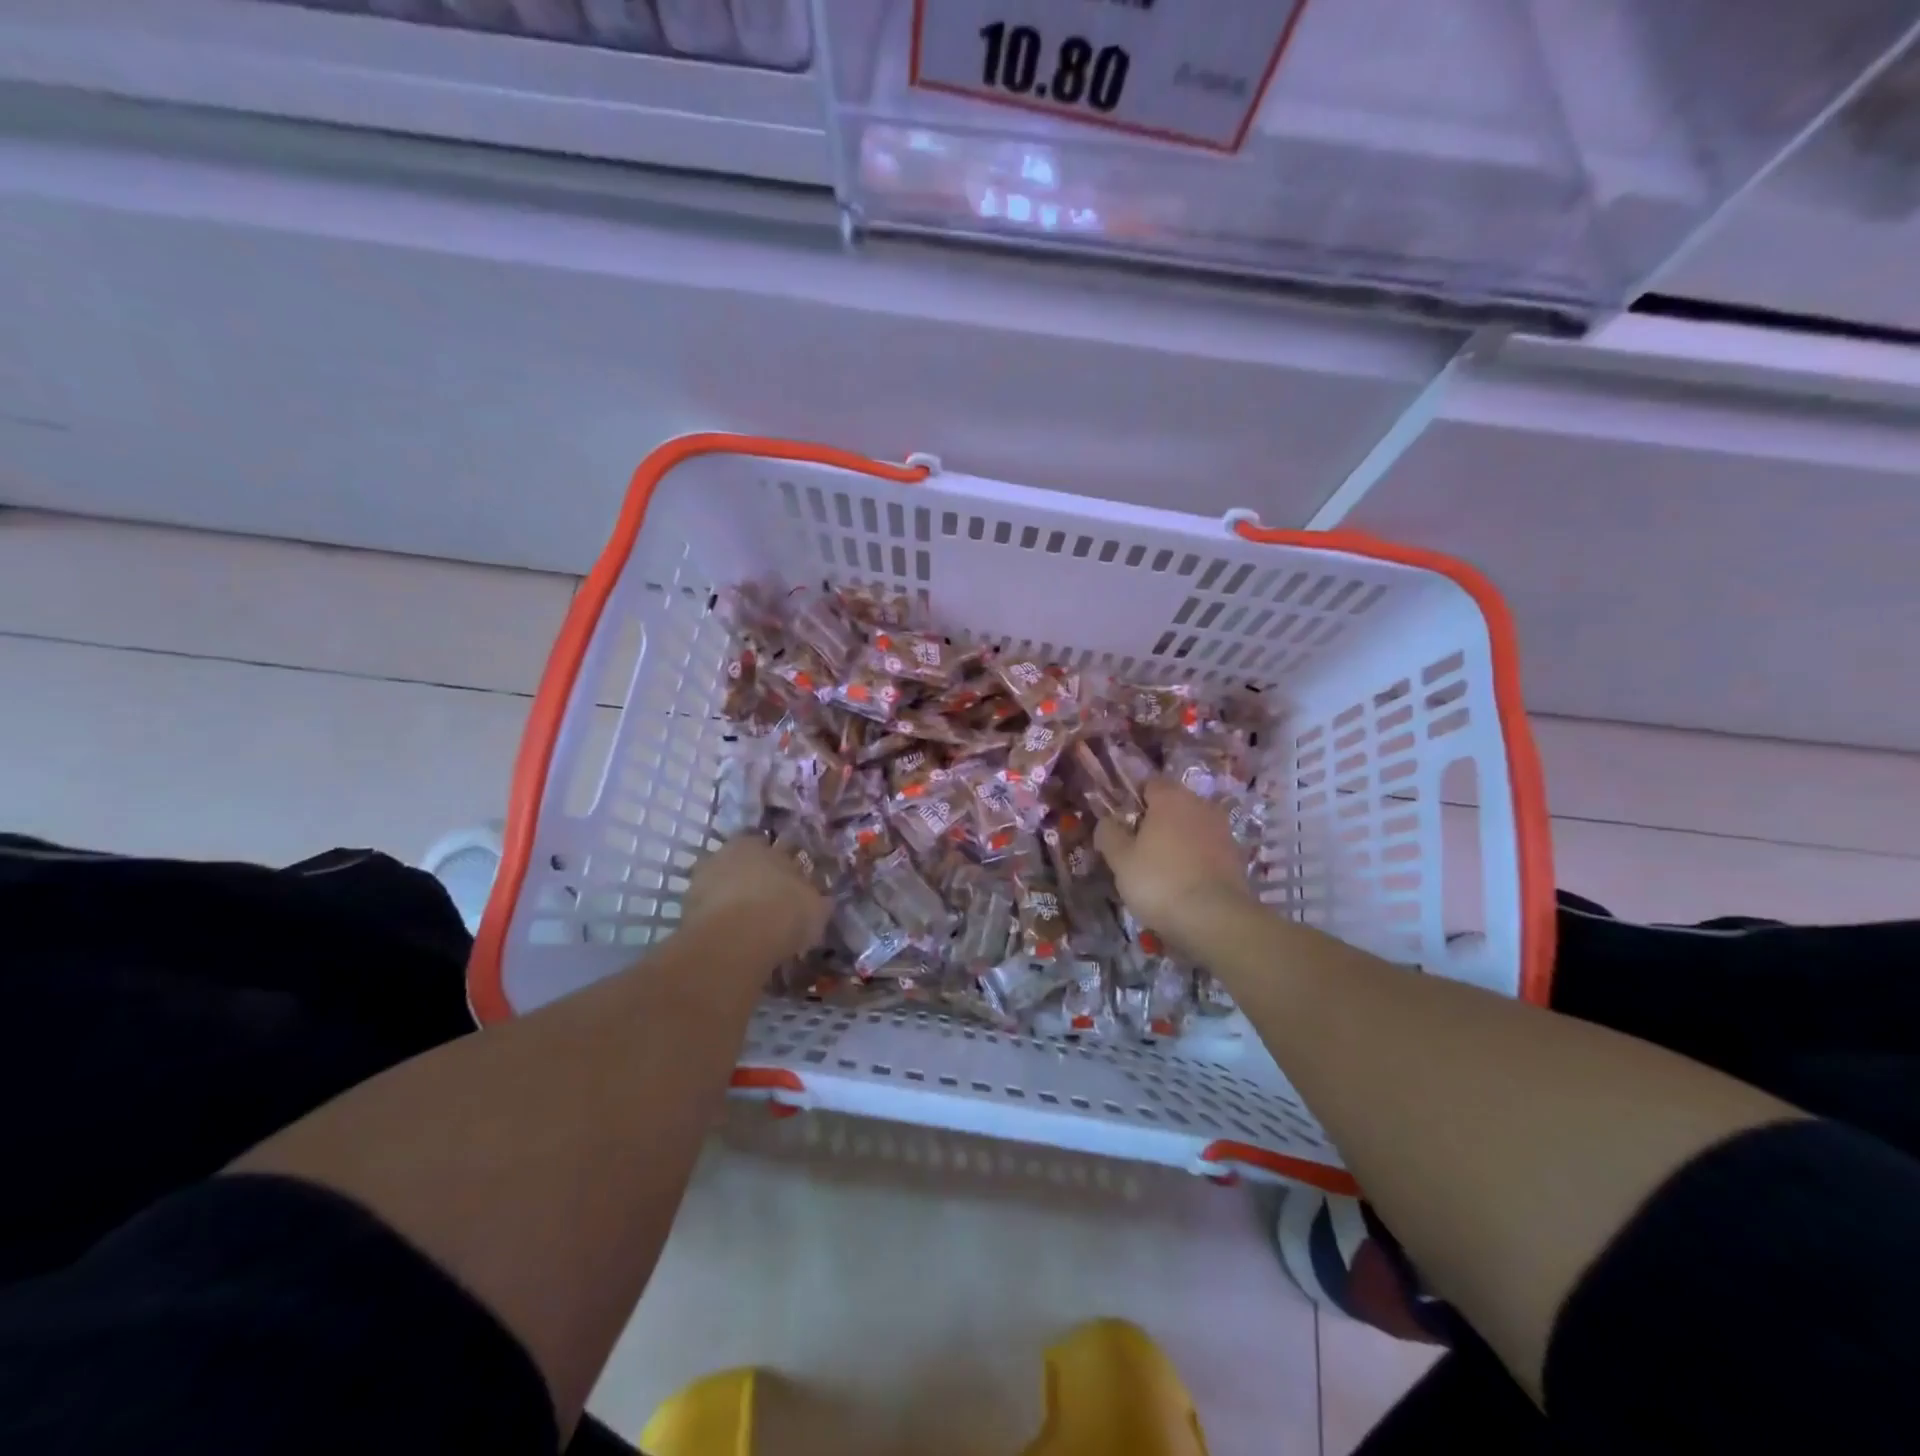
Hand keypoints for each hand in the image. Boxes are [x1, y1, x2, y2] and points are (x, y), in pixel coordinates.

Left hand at [683, 836, 829, 961]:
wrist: (734, 943)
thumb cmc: (782, 911)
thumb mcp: (816, 906)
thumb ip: (816, 898)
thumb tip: (820, 899)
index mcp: (756, 843)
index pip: (770, 846)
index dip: (783, 865)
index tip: (792, 884)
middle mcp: (725, 854)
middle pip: (743, 866)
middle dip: (755, 882)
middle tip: (772, 906)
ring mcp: (700, 882)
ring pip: (723, 889)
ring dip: (735, 903)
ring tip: (753, 928)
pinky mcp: (685, 912)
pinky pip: (711, 915)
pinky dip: (721, 924)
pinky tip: (737, 941)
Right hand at [1095, 778, 1257, 960]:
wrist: (1216, 919)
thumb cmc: (1160, 881)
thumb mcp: (1120, 859)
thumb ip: (1109, 834)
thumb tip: (1106, 821)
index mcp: (1171, 797)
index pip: (1149, 783)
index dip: (1133, 800)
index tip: (1122, 824)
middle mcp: (1201, 805)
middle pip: (1173, 804)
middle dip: (1156, 821)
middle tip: (1138, 849)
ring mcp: (1223, 830)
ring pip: (1192, 827)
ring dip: (1177, 840)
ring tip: (1161, 869)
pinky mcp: (1237, 856)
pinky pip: (1207, 849)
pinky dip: (1195, 859)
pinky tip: (1183, 882)